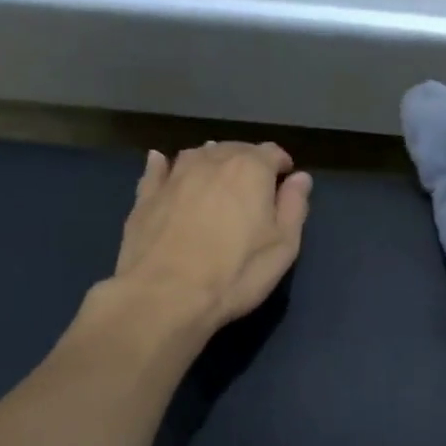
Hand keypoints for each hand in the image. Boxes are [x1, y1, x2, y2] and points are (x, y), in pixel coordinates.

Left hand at [109, 141, 312, 336]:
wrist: (166, 295)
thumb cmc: (236, 273)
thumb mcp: (283, 247)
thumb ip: (294, 207)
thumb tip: (300, 178)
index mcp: (250, 169)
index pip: (271, 153)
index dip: (282, 164)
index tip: (286, 180)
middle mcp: (212, 161)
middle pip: (234, 149)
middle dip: (247, 161)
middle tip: (254, 185)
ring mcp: (175, 176)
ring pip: (197, 155)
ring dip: (211, 160)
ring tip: (217, 176)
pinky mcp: (145, 196)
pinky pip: (158, 170)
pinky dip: (164, 165)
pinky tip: (162, 163)